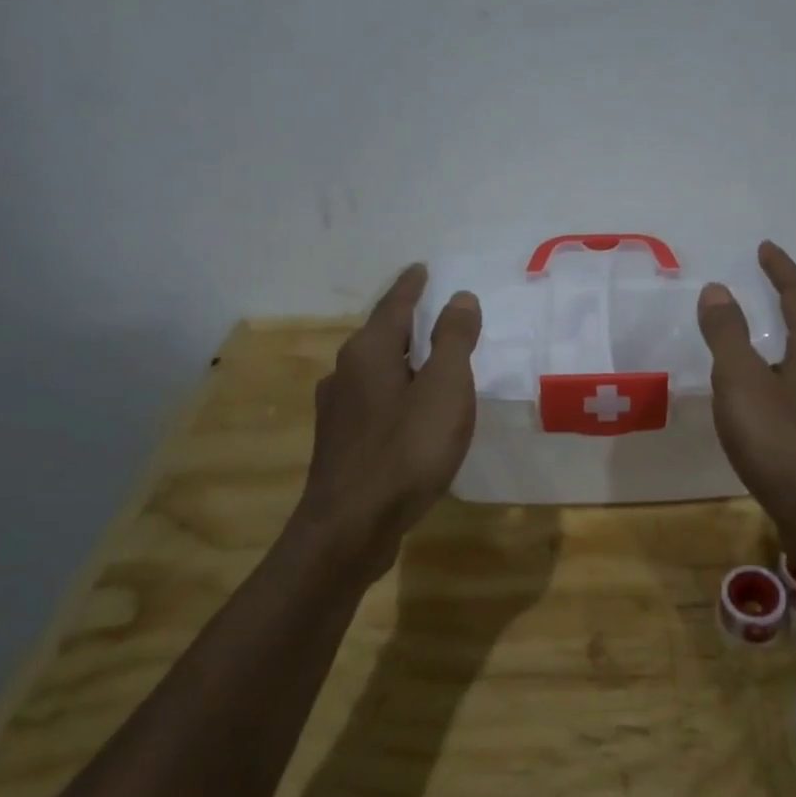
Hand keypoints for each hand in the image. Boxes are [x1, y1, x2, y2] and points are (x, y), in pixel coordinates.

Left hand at [300, 265, 481, 578]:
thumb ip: (453, 340)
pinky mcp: (340, 444)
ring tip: (425, 361)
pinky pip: (373, 402)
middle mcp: (345, 373)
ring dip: (399, 360)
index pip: (394, 305)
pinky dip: (395, 393)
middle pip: (379, 336)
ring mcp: (337, 411)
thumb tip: (459, 297)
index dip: (412, 286)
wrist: (350, 528)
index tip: (421, 268)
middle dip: (405, 322)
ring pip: (374, 371)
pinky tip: (407, 412)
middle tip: (432, 312)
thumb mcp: (445, 388)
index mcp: (369, 352)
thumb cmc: (406, 450)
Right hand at [697, 242, 795, 528]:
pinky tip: (767, 405)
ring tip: (758, 347)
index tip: (765, 249)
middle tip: (762, 291)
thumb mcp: (742, 382)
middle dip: (787, 305)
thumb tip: (717, 288)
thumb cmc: (782, 443)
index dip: (781, 269)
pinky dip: (784, 381)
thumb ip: (727, 334)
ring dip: (786, 345)